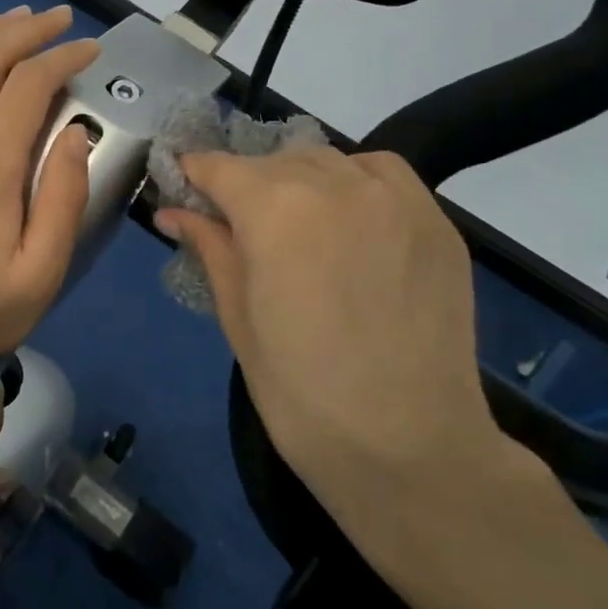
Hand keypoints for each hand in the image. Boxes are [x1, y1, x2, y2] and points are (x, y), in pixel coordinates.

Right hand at [156, 147, 509, 507]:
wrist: (408, 447)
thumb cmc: (301, 393)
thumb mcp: (237, 318)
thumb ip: (209, 248)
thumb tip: (173, 211)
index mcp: (274, 209)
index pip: (219, 168)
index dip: (194, 175)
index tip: (182, 187)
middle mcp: (334, 184)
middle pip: (272, 161)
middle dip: (245, 185)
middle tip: (238, 226)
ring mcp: (392, 198)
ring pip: (326, 161)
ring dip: (298, 180)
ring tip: (296, 224)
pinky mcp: (434, 219)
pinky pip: (380, 173)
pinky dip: (353, 181)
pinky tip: (349, 218)